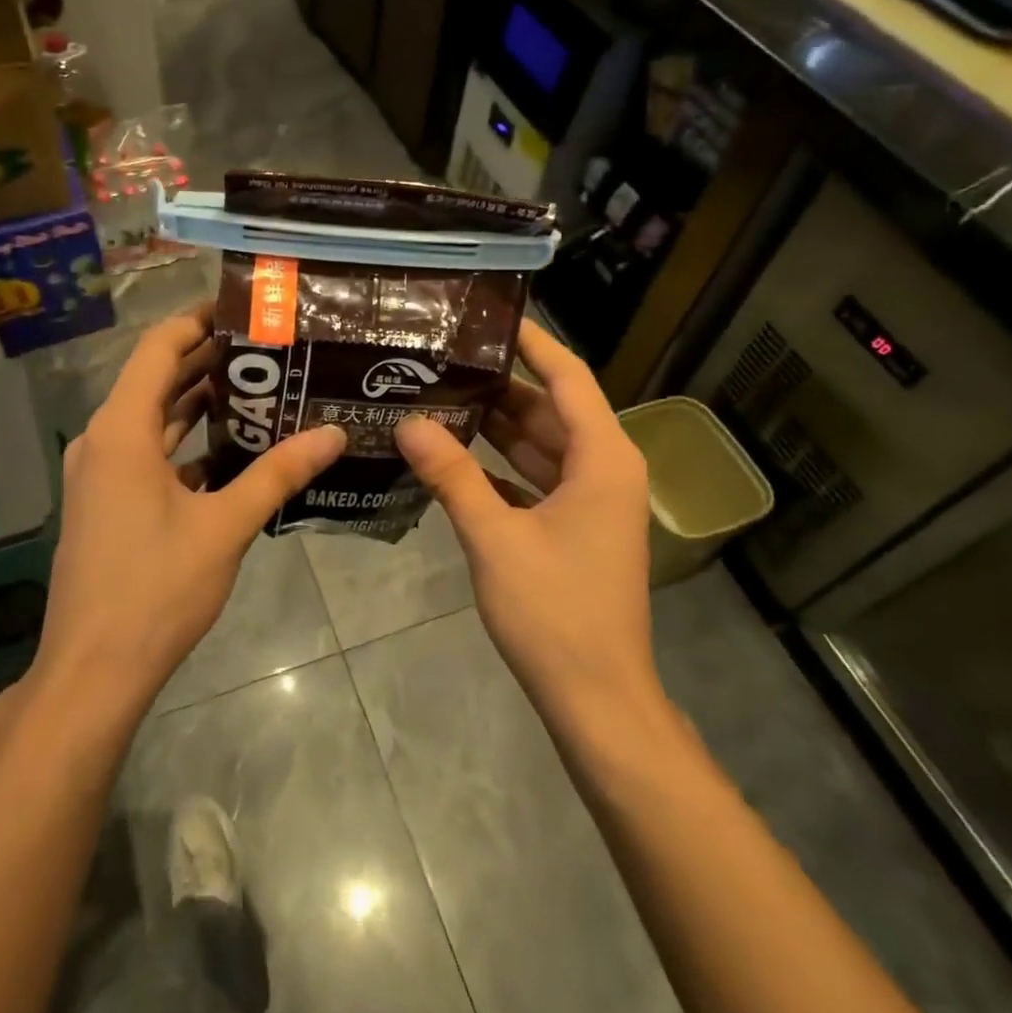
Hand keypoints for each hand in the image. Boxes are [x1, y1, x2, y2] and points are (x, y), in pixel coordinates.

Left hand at [28, 307, 345, 719]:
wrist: (93, 670)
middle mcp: (103, 441)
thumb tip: (334, 432)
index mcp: (122, 430)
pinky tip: (230, 449)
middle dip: (208, 361)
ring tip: (258, 387)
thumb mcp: (225, 526)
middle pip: (156, 380)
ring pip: (153, 419)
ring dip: (197, 403)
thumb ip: (279, 473)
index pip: (159, 348)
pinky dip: (184, 443)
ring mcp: (100, 474)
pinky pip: (147, 454)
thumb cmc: (156, 589)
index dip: (198, 321)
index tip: (244, 310)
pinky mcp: (106, 502)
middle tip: (268, 348)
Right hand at [394, 321, 669, 738]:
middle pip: (548, 408)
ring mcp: (589, 500)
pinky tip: (450, 456)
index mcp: (602, 458)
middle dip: (497, 383)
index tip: (487, 315)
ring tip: (436, 395)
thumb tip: (408, 422)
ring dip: (492, 426)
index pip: (567, 377)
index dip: (531, 342)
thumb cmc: (554, 611)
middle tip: (440, 358)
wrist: (596, 697)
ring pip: (537, 445)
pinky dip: (496, 466)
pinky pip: (532, 478)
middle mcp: (603, 469)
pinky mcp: (572, 527)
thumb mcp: (495, 536)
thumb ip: (451, 475)